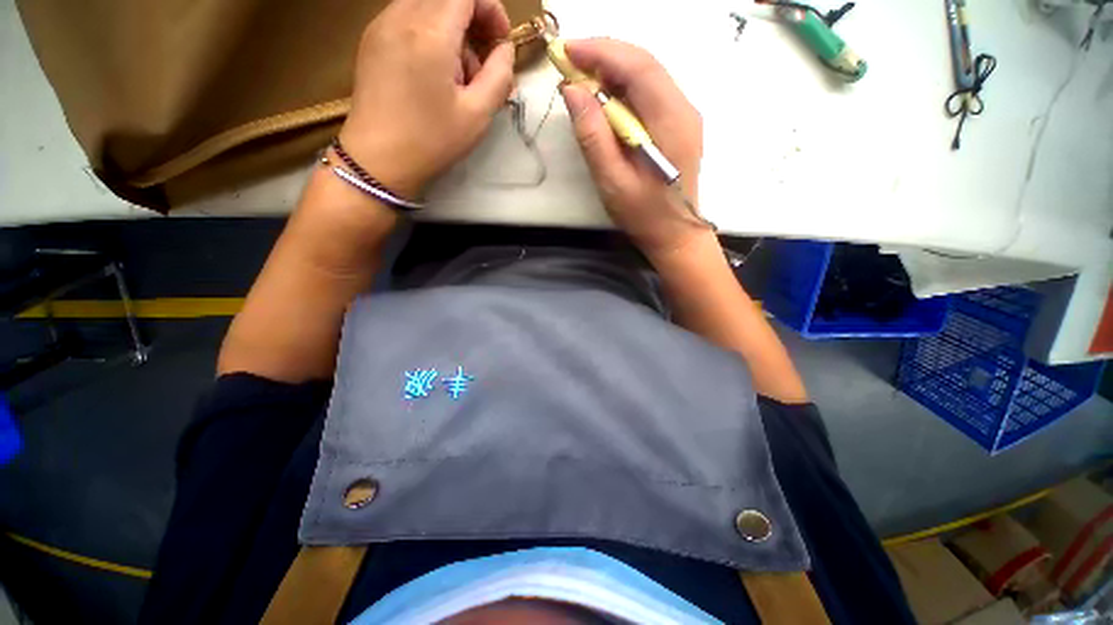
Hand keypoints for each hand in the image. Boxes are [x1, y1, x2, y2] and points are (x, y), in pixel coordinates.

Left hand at [338, 0, 515, 198]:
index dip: (491, 8)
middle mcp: (401, 15)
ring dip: (452, 29)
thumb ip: (500, 75)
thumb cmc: (431, 141)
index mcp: (430, 31)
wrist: (378, 160)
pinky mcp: (372, 38)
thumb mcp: (478, 115)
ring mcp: (381, 24)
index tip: (501, 42)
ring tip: (457, 76)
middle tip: (482, 61)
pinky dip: (430, 35)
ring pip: (427, 5)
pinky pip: (408, 18)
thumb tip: (504, 49)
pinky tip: (433, 73)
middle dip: (473, 19)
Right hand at [560, 39, 705, 256]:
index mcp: (670, 121)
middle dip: (604, 55)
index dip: (601, 52)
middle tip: (569, 61)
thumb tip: (573, 91)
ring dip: (613, 69)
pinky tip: (605, 97)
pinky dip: (624, 87)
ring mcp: (684, 115)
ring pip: (647, 75)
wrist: (676, 235)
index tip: (566, 51)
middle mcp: (683, 108)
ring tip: (582, 77)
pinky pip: (650, 93)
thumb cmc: (644, 215)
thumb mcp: (612, 181)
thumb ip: (593, 136)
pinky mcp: (678, 124)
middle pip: (644, 64)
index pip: (638, 67)